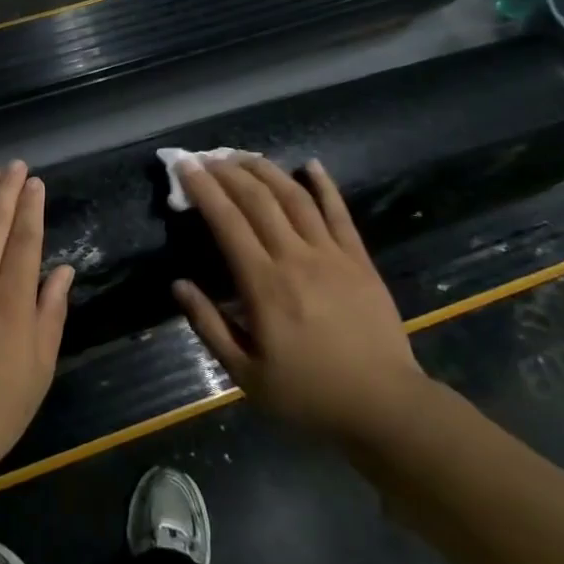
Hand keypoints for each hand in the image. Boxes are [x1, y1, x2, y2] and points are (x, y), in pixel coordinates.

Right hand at [174, 157, 426, 440]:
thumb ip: (209, 326)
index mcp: (264, 285)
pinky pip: (339, 213)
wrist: (385, 408)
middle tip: (207, 156)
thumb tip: (178, 285)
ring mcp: (332, 255)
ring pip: (295, 197)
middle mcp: (295, 258)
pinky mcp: (360, 260)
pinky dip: (324, 185)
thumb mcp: (246, 374)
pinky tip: (311, 165)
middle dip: (228, 171)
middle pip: (258, 199)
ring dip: (266, 170)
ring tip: (243, 155)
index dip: (203, 189)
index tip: (185, 166)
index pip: (227, 222)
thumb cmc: (309, 395)